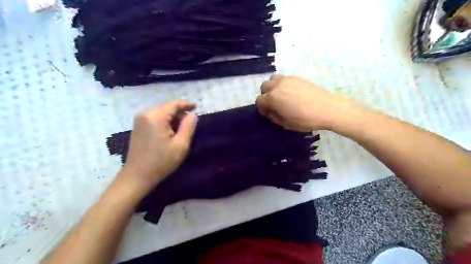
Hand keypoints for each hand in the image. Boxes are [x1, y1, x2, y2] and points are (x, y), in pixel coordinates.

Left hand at [118, 100, 196, 194]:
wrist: (137, 176)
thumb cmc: (162, 161)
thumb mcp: (181, 145)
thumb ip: (188, 126)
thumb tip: (192, 115)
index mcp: (156, 117)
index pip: (174, 104)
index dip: (186, 104)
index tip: (196, 107)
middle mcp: (145, 114)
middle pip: (167, 108)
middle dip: (180, 113)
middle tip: (190, 124)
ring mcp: (139, 120)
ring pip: (162, 113)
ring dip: (173, 119)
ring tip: (181, 130)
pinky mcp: (138, 127)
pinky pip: (155, 118)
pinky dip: (165, 122)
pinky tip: (170, 132)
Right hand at [256, 74, 358, 131]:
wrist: (328, 109)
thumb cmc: (305, 119)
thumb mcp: (286, 124)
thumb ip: (274, 117)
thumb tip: (270, 112)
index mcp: (273, 98)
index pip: (259, 100)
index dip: (261, 108)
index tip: (267, 113)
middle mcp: (277, 86)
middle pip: (264, 87)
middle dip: (265, 95)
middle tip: (273, 104)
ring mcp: (288, 79)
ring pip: (272, 79)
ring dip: (272, 87)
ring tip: (280, 96)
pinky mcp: (297, 77)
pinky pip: (284, 78)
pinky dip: (282, 84)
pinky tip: (291, 92)